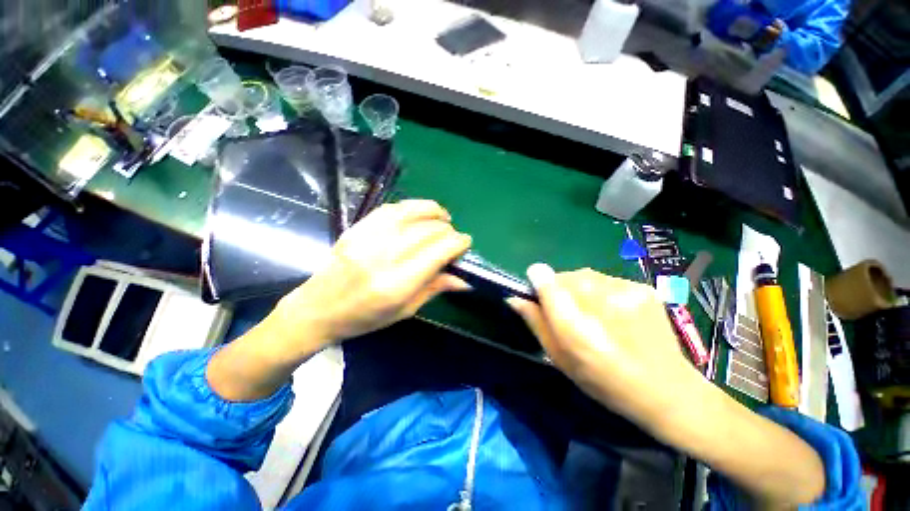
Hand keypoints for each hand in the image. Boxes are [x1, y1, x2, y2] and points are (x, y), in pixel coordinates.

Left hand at [271, 200, 471, 354]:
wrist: (318, 308)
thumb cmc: (364, 317)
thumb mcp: (405, 310)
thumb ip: (435, 288)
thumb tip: (465, 279)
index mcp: (397, 284)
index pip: (438, 252)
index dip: (458, 243)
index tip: (466, 243)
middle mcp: (384, 256)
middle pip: (428, 231)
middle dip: (448, 230)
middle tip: (453, 238)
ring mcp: (368, 238)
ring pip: (411, 212)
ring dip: (433, 211)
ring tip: (444, 217)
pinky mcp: (358, 228)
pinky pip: (391, 208)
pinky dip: (412, 207)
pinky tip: (420, 213)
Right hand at [508, 264, 702, 426]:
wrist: (667, 390)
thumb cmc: (604, 382)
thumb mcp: (560, 359)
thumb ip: (536, 324)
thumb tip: (514, 298)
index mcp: (576, 327)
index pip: (548, 282)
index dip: (538, 282)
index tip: (536, 288)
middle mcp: (601, 303)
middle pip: (566, 277)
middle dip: (560, 289)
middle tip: (569, 312)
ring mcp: (626, 292)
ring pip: (585, 275)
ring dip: (580, 288)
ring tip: (592, 312)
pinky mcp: (642, 288)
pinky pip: (606, 280)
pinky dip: (601, 290)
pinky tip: (613, 312)